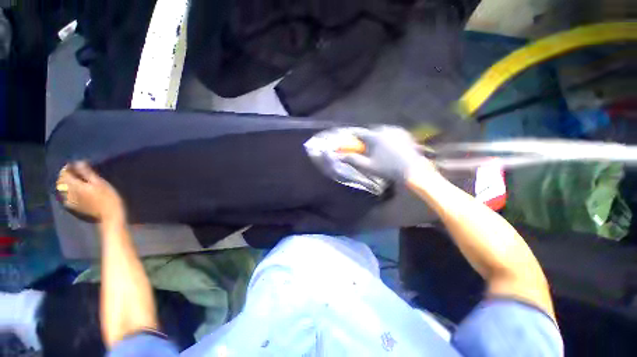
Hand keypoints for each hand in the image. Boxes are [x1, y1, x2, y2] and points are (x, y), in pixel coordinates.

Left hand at [56, 161, 124, 222]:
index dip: (68, 167)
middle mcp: (69, 192)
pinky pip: (65, 197)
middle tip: (73, 171)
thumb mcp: (100, 183)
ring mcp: (70, 201)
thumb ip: (87, 173)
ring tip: (72, 180)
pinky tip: (72, 191)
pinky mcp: (73, 206)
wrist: (109, 215)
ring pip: (62, 189)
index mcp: (75, 185)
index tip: (74, 163)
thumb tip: (78, 162)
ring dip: (65, 183)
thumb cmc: (108, 197)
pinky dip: (66, 191)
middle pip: (61, 181)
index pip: (65, 173)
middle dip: (65, 175)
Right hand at [338, 126, 433, 182]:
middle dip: (367, 139)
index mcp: (374, 137)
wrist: (412, 170)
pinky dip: (388, 137)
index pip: (358, 133)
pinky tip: (390, 147)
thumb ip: (353, 160)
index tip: (351, 142)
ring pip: (381, 131)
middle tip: (367, 148)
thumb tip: (340, 156)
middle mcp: (384, 130)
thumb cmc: (387, 169)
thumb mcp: (368, 166)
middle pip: (370, 132)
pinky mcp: (404, 133)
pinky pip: (391, 132)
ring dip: (377, 137)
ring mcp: (395, 130)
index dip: (353, 137)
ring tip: (379, 148)